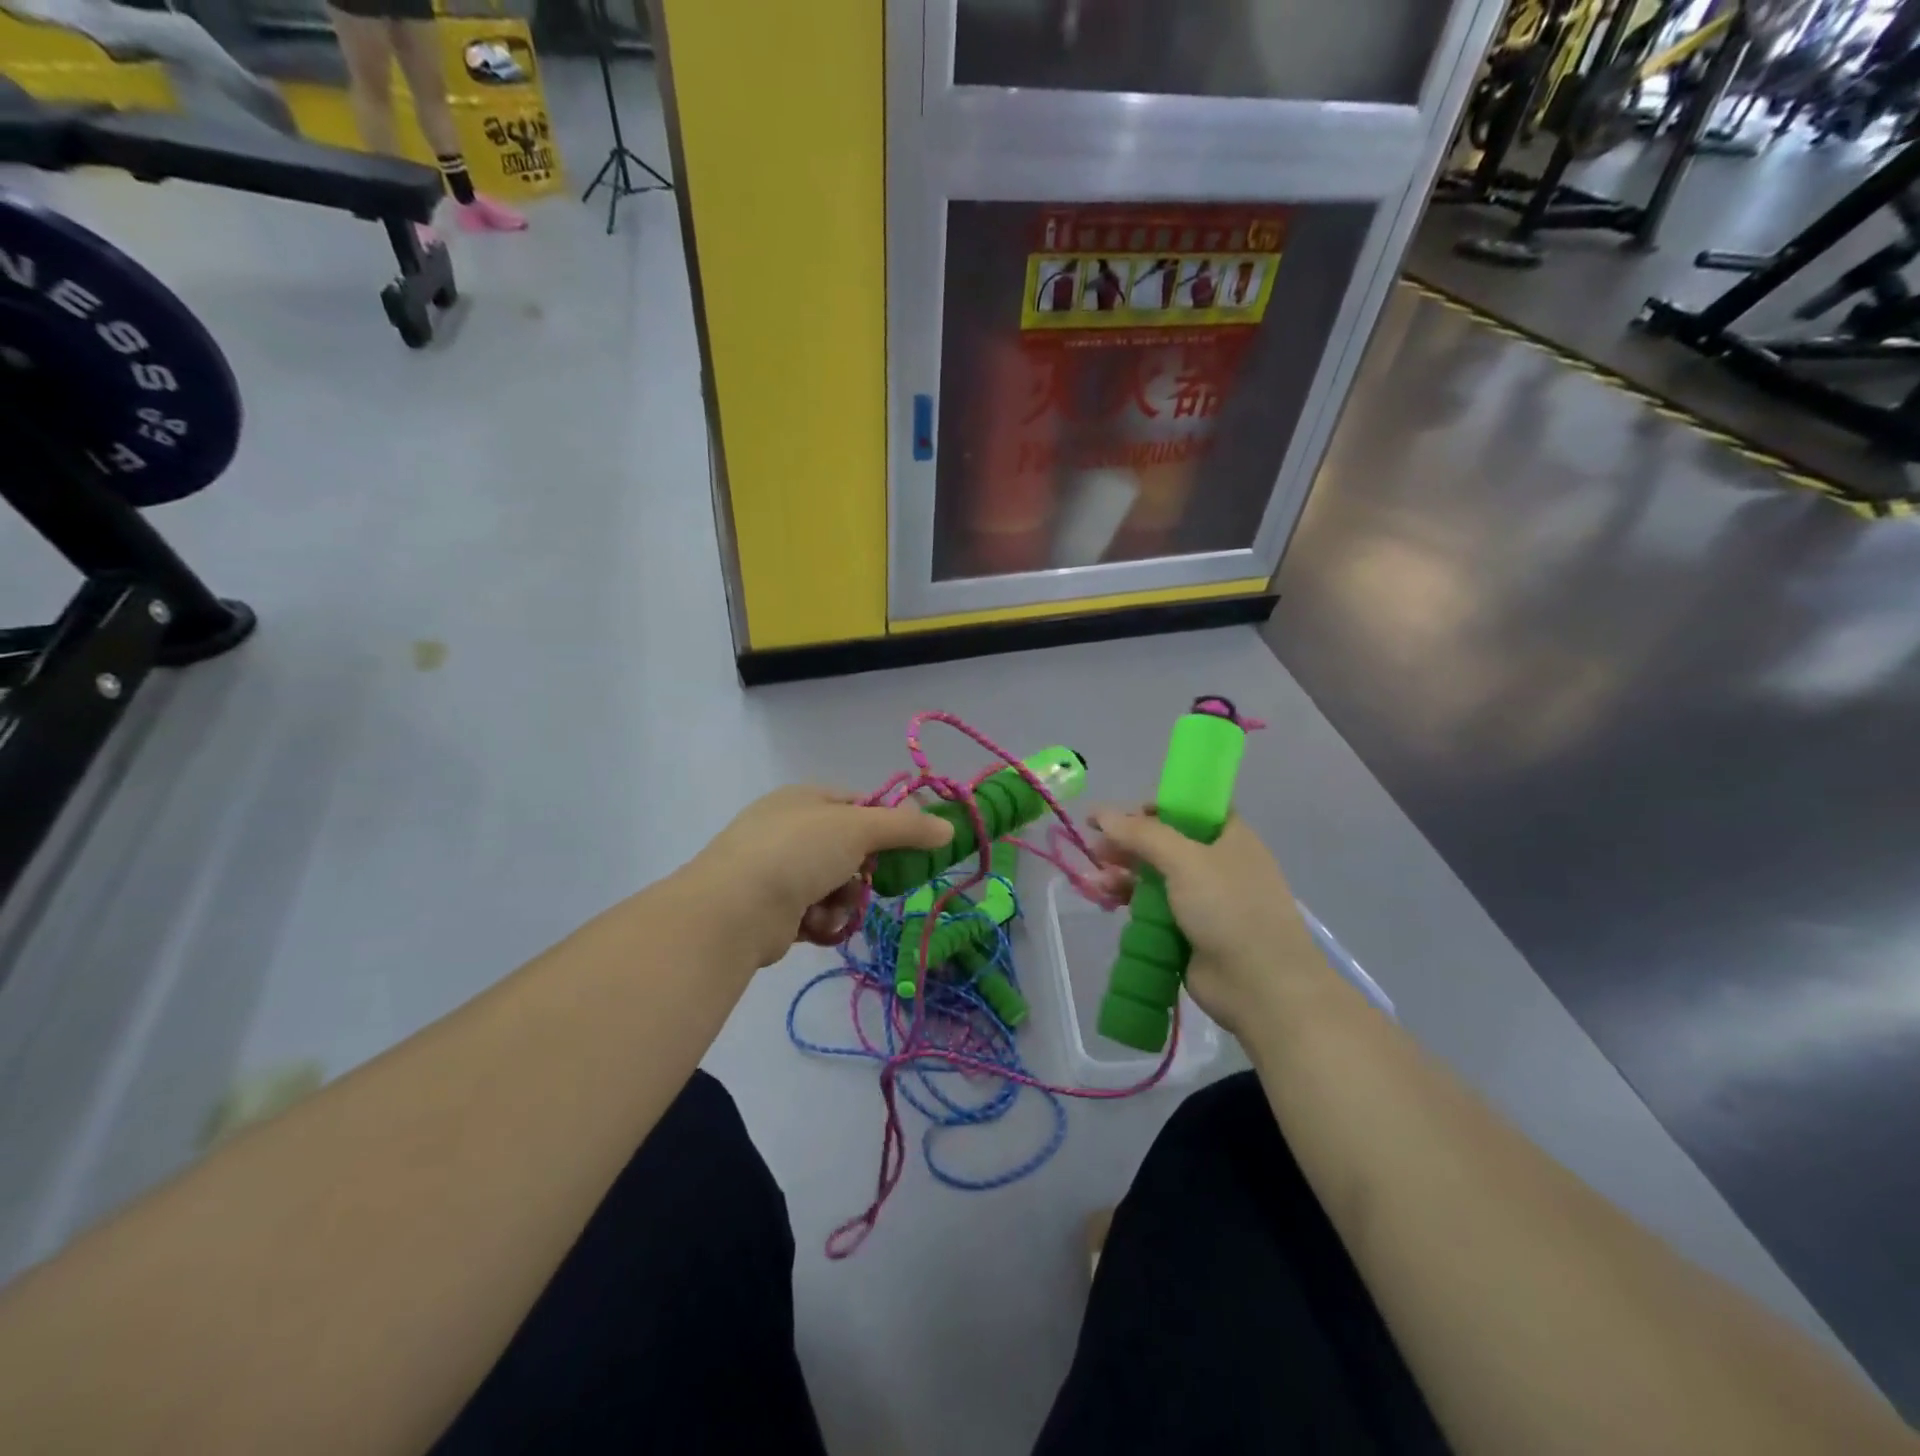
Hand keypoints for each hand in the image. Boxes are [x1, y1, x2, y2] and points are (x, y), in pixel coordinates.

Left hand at [681, 786, 954, 969]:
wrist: (736, 908)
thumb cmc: (799, 852)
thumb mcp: (860, 828)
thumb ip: (906, 827)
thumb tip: (948, 828)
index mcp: (805, 798)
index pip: (858, 805)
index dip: (885, 824)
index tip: (910, 846)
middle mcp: (790, 829)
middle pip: (849, 849)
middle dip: (863, 872)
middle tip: (871, 882)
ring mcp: (777, 870)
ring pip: (836, 886)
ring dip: (843, 900)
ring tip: (832, 908)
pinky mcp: (773, 909)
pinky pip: (816, 913)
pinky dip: (822, 920)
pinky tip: (814, 925)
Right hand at [1090, 811, 1330, 1038]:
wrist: (1260, 986)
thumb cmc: (1229, 908)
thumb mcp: (1185, 860)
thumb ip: (1141, 833)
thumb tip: (1100, 813)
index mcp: (1229, 837)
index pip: (1189, 809)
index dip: (1155, 808)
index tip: (1122, 816)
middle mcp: (1217, 863)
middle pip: (1164, 843)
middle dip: (1129, 844)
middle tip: (1097, 850)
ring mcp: (1203, 900)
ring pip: (1154, 876)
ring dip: (1123, 873)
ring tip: (1096, 880)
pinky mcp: (1187, 931)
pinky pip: (1152, 907)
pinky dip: (1128, 900)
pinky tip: (1104, 898)